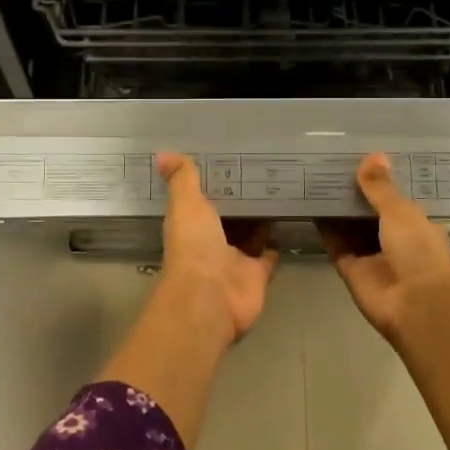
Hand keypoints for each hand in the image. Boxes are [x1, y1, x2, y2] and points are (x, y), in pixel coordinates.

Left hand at [155, 152, 278, 344]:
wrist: (212, 296)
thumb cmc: (194, 246)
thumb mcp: (186, 204)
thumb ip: (182, 179)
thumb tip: (162, 154)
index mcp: (191, 224)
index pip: (202, 199)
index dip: (213, 182)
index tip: (229, 159)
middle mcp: (211, 242)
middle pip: (228, 217)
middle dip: (239, 199)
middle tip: (261, 170)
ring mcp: (235, 260)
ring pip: (249, 234)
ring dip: (259, 219)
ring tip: (278, 190)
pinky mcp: (257, 274)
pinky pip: (268, 256)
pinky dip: (275, 242)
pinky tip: (287, 221)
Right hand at [318, 152, 449, 346]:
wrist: (415, 306)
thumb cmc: (418, 251)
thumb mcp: (401, 212)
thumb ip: (381, 187)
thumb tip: (373, 155)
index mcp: (415, 223)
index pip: (395, 198)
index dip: (379, 180)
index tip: (358, 158)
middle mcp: (394, 238)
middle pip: (368, 211)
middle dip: (353, 193)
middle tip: (329, 165)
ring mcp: (371, 255)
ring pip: (349, 227)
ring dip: (336, 208)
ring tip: (314, 179)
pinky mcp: (350, 269)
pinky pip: (335, 243)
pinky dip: (324, 228)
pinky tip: (309, 205)